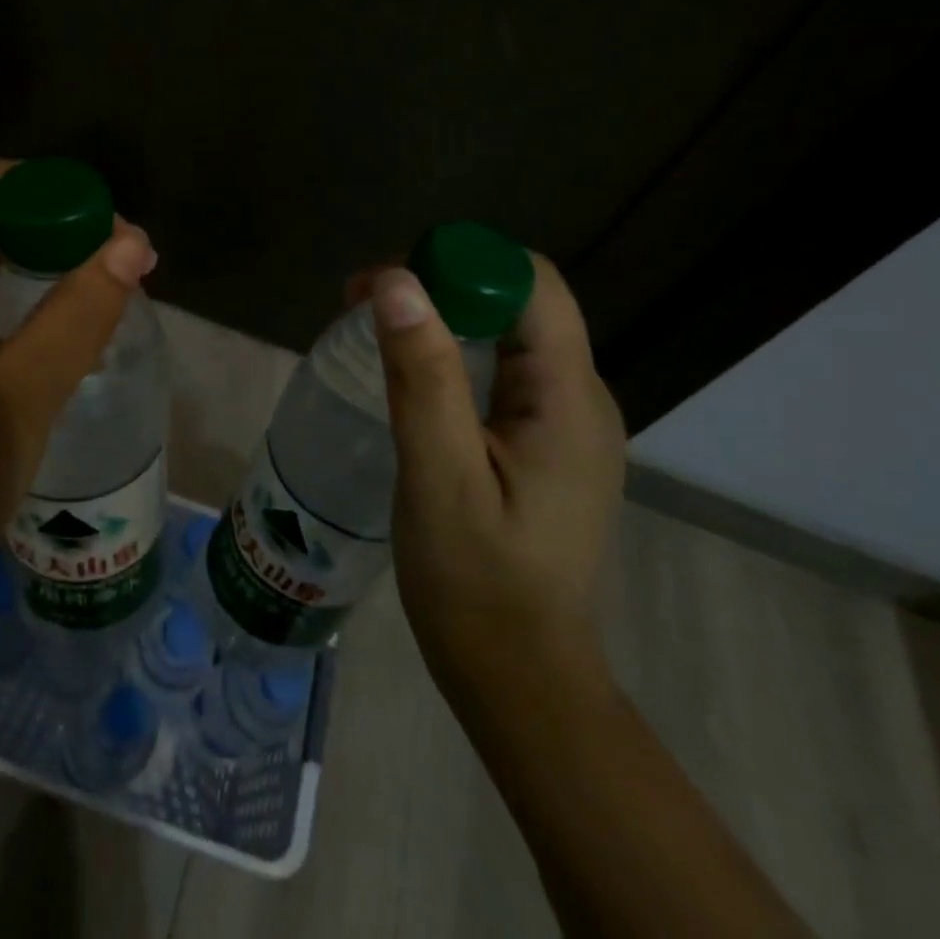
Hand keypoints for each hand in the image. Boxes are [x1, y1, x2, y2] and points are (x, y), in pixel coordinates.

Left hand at [0, 160, 156, 631]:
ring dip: (42, 263)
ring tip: (101, 293)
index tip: (114, 236)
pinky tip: (55, 328)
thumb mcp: (22, 400)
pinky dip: (20, 296)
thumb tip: (131, 242)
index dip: (55, 194)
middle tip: (121, 270)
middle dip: (57, 229)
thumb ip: (77, 314)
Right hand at [362, 256, 626, 697]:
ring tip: (371, 335)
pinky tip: (406, 378)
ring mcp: (565, 422)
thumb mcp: (440, 476)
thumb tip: (397, 280)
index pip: (531, 284)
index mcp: (569, 399)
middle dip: (440, 285)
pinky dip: (451, 354)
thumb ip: (424, 376)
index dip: (460, 263)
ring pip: (506, 334)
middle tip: (359, 305)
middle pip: (517, 302)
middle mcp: (580, 397)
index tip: (385, 282)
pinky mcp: (542, 443)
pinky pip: (500, 370)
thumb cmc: (476, 583)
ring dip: (440, 319)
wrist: (518, 676)